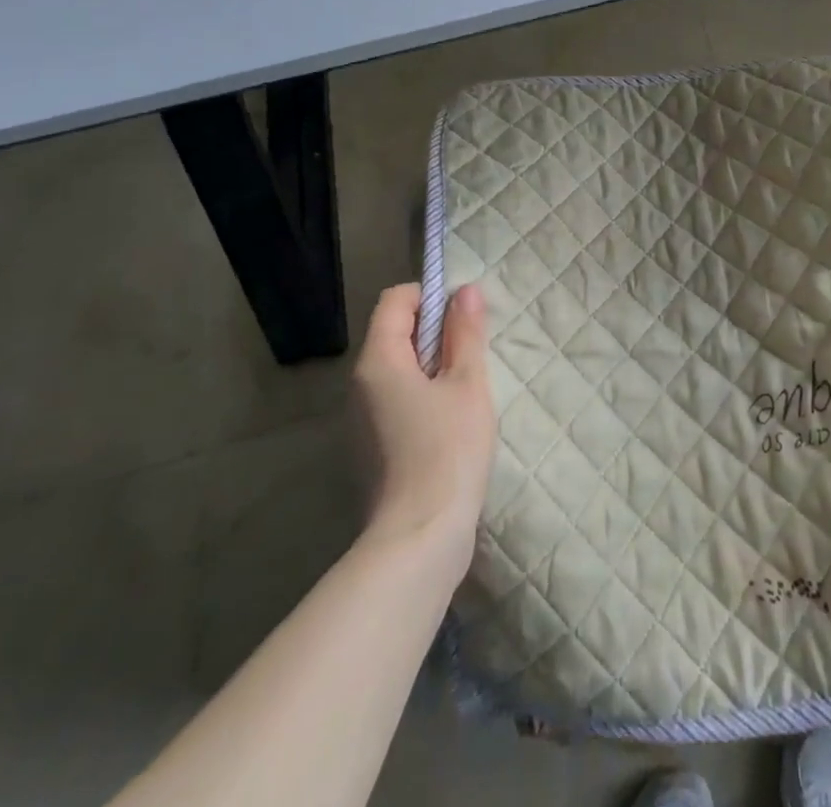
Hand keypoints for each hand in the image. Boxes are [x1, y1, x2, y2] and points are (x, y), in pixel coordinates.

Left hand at [353, 283, 494, 579]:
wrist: (418, 539)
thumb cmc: (448, 450)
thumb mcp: (467, 384)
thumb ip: (466, 333)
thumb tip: (465, 290)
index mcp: (378, 361)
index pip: (395, 300)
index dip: (430, 296)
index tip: (464, 318)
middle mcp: (359, 385)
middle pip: (394, 333)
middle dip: (435, 332)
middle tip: (472, 355)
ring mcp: (360, 420)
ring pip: (396, 369)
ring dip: (431, 366)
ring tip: (465, 391)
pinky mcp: (370, 448)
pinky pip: (394, 400)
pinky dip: (421, 396)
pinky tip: (449, 424)